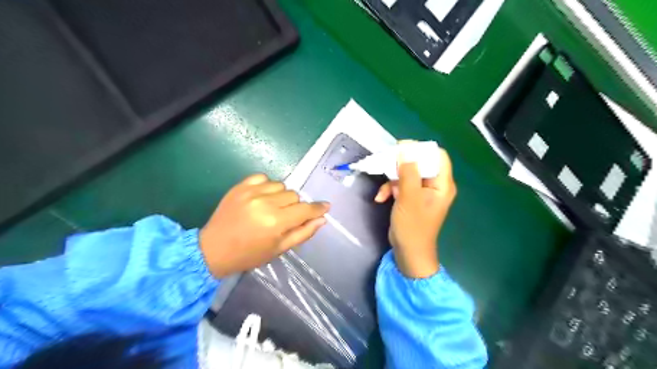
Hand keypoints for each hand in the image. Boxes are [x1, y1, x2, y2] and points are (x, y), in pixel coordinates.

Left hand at [196, 174, 326, 277]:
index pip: (305, 209)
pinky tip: (261, 197)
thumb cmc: (249, 254)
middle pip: (294, 195)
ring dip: (281, 196)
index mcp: (276, 222)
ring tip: (271, 207)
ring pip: (281, 185)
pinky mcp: (240, 186)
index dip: (318, 208)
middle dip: (295, 206)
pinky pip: (263, 177)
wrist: (212, 249)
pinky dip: (267, 186)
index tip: (325, 206)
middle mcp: (265, 203)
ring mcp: (251, 192)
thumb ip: (303, 233)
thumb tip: (322, 219)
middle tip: (285, 217)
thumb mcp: (279, 249)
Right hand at [371, 146, 457, 278]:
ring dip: (392, 180)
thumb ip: (408, 172)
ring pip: (407, 174)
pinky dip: (390, 189)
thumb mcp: (409, 197)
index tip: (402, 148)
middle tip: (386, 162)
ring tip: (382, 190)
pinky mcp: (411, 198)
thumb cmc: (413, 227)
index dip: (421, 149)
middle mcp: (435, 186)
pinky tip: (380, 198)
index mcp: (442, 184)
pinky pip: (401, 186)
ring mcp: (422, 192)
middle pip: (420, 164)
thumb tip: (405, 149)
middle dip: (401, 165)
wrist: (408, 252)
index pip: (438, 156)